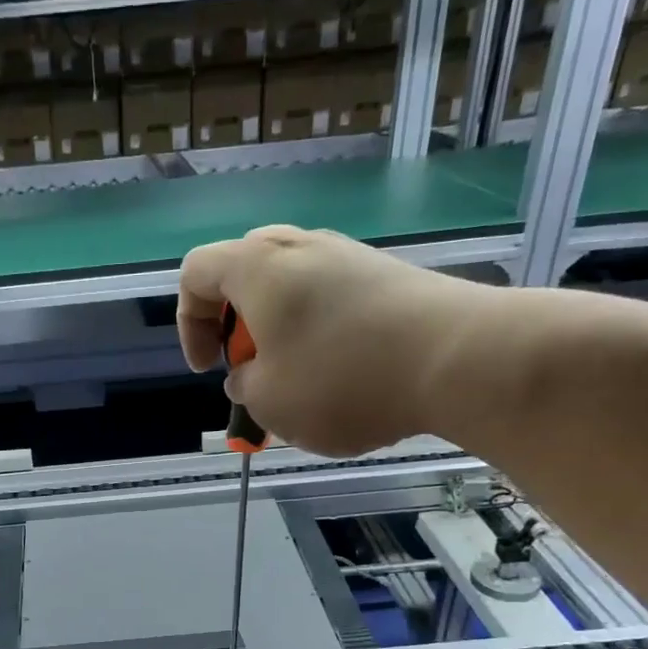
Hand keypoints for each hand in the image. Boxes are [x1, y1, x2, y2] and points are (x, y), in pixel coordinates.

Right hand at [179, 225, 495, 456]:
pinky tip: (344, 375)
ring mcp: (350, 256)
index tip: (208, 369)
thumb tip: (249, 373)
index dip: (189, 324)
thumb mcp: (269, 401)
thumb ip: (243, 385)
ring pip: (293, 287)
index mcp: (257, 267)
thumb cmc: (342, 379)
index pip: (195, 273)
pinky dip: (322, 333)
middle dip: (236, 324)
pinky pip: (334, 298)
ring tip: (298, 382)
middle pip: (244, 272)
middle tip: (250, 366)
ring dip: (281, 333)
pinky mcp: (389, 275)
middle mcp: (300, 247)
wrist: (459, 358)